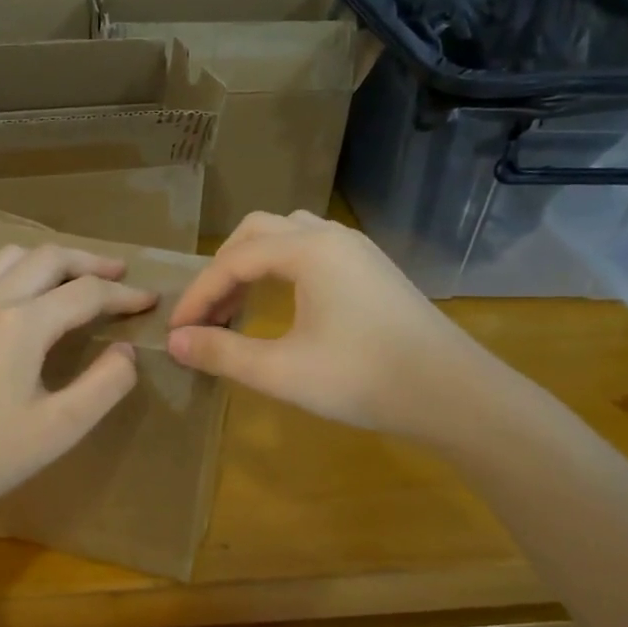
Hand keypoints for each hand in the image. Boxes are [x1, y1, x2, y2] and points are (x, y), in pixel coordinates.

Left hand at [0, 243, 156, 531]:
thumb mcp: (62, 428)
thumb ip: (107, 384)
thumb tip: (126, 351)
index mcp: (22, 324)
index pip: (86, 292)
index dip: (124, 294)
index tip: (149, 299)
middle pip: (47, 258)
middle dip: (88, 261)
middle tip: (116, 273)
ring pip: (5, 257)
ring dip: (43, 261)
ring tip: (65, 279)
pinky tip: (4, 294)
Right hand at [166, 211, 499, 439]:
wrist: (452, 393)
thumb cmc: (362, 378)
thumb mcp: (281, 371)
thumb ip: (222, 353)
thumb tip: (175, 342)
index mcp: (308, 250)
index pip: (234, 260)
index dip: (199, 294)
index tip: (177, 331)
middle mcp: (332, 237)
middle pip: (259, 233)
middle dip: (223, 269)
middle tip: (205, 313)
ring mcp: (358, 251)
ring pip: (289, 237)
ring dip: (254, 264)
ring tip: (237, 306)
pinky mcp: (373, 270)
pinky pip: (313, 252)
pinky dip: (282, 270)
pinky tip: (280, 306)